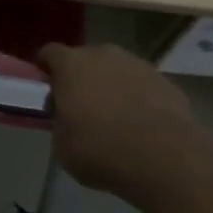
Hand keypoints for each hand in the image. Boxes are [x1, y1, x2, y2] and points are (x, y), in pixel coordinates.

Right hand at [39, 43, 210, 207]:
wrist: (167, 159)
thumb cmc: (102, 150)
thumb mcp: (63, 146)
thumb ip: (60, 124)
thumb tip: (66, 120)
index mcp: (70, 65)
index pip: (49, 53)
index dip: (45, 69)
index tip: (46, 88)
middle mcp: (102, 54)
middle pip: (85, 59)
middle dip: (81, 77)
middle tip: (81, 107)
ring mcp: (137, 64)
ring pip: (116, 70)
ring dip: (112, 86)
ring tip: (116, 118)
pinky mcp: (165, 81)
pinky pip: (142, 86)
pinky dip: (139, 99)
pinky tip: (143, 126)